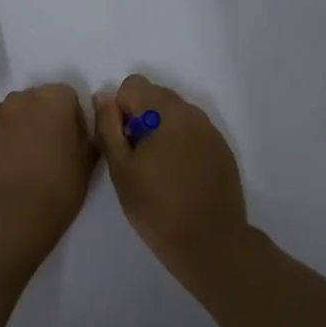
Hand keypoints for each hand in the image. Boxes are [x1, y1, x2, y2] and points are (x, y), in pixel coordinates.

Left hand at [0, 84, 98, 255]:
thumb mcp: (87, 161)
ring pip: (10, 116)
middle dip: (42, 119)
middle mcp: (21, 98)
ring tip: (22, 163)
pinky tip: (3, 169)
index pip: (67, 97)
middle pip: (35, 102)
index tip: (72, 142)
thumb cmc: (59, 186)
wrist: (12, 214)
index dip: (72, 118)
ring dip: (18, 130)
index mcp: (54, 99)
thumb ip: (87, 136)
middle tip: (48, 151)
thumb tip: (80, 130)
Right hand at [95, 75, 249, 273]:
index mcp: (165, 112)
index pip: (133, 84)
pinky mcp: (222, 149)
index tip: (123, 143)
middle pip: (156, 95)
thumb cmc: (157, 207)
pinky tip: (180, 178)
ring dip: (161, 131)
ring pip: (175, 114)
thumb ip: (108, 127)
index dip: (120, 110)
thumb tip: (103, 97)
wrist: (210, 242)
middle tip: (137, 159)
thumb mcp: (121, 169)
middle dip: (141, 118)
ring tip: (158, 170)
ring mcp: (211, 131)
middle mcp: (192, 112)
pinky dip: (181, 145)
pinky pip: (194, 133)